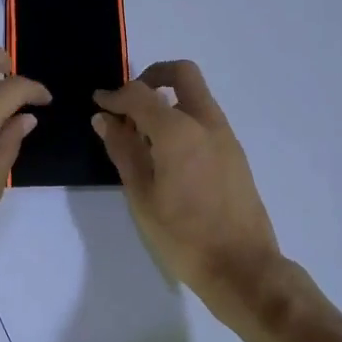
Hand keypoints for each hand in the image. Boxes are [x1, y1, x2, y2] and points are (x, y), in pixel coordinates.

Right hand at [92, 61, 288, 310]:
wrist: (242, 267)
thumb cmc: (183, 235)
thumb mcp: (142, 195)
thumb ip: (123, 150)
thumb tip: (105, 119)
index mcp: (178, 130)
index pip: (140, 95)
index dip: (115, 95)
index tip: (99, 103)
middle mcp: (206, 122)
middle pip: (182, 74)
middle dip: (152, 77)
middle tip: (130, 103)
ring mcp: (225, 136)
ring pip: (196, 96)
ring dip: (168, 100)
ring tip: (143, 136)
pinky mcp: (235, 153)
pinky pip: (205, 119)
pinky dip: (183, 119)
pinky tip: (166, 155)